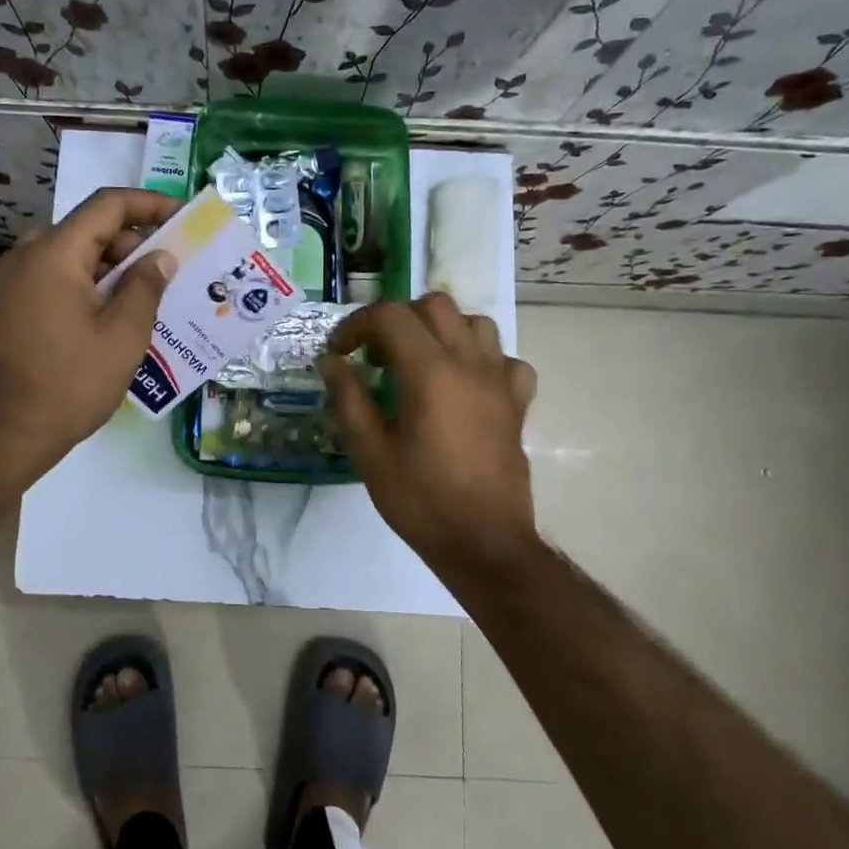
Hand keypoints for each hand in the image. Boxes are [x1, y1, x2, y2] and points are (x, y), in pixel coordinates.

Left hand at [0, 187, 180, 479]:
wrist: (3, 434)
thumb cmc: (70, 383)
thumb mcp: (122, 335)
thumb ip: (146, 286)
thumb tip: (160, 256)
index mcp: (54, 253)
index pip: (108, 205)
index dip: (150, 204)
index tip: (183, 217)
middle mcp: (27, 255)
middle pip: (89, 229)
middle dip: (134, 242)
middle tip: (171, 267)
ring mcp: (12, 281)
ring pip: (73, 255)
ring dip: (113, 267)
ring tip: (151, 294)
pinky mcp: (9, 305)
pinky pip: (57, 278)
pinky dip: (89, 284)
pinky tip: (116, 313)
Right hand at [320, 293, 539, 569]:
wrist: (484, 543)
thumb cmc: (420, 500)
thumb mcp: (369, 452)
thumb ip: (348, 398)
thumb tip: (331, 361)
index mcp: (429, 371)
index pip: (390, 315)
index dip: (356, 325)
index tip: (340, 353)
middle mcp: (469, 363)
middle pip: (435, 305)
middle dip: (398, 319)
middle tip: (376, 355)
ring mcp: (499, 380)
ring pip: (475, 323)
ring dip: (441, 331)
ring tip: (419, 362)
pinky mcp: (517, 403)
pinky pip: (505, 360)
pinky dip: (481, 359)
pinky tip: (464, 384)